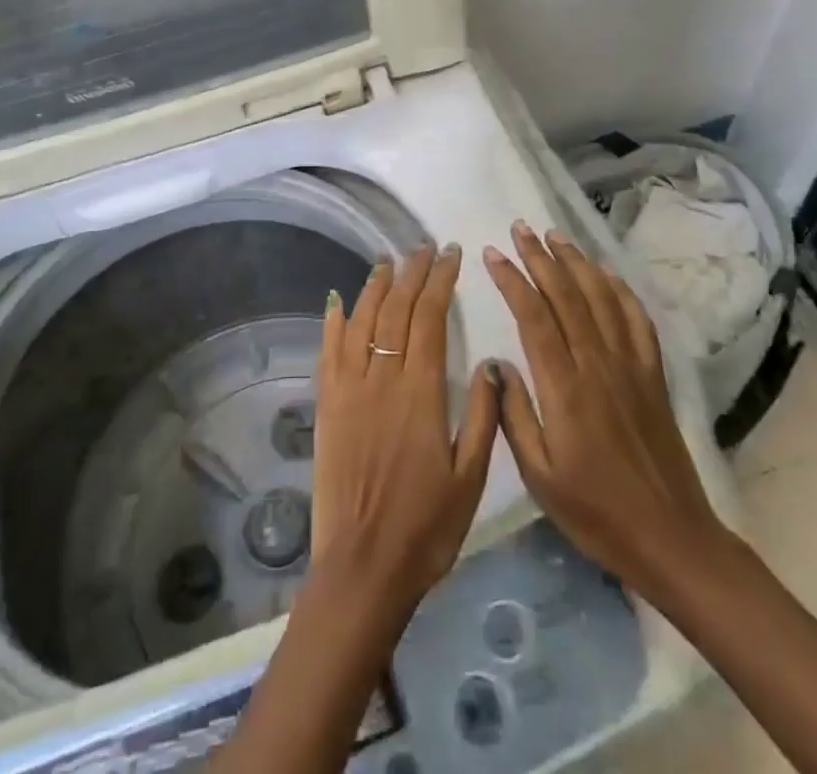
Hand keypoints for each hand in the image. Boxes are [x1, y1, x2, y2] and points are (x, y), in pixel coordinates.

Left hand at [312, 245, 501, 611]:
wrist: (363, 566)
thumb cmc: (426, 527)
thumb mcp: (471, 478)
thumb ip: (482, 416)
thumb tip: (490, 363)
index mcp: (421, 393)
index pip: (430, 318)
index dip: (440, 281)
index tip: (450, 255)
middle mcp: (381, 379)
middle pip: (395, 310)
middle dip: (412, 273)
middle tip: (423, 249)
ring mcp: (349, 390)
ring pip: (361, 322)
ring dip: (375, 287)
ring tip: (388, 261)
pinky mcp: (327, 406)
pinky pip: (328, 352)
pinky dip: (334, 321)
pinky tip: (338, 300)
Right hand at [483, 223, 729, 600]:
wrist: (671, 537)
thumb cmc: (595, 512)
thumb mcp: (539, 475)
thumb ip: (514, 415)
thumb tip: (496, 363)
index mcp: (565, 388)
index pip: (534, 316)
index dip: (512, 280)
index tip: (493, 254)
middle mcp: (598, 365)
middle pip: (566, 295)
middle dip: (540, 257)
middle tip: (520, 229)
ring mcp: (631, 366)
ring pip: (601, 298)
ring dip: (577, 262)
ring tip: (555, 236)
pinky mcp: (653, 375)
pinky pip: (636, 320)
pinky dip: (619, 289)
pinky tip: (606, 273)